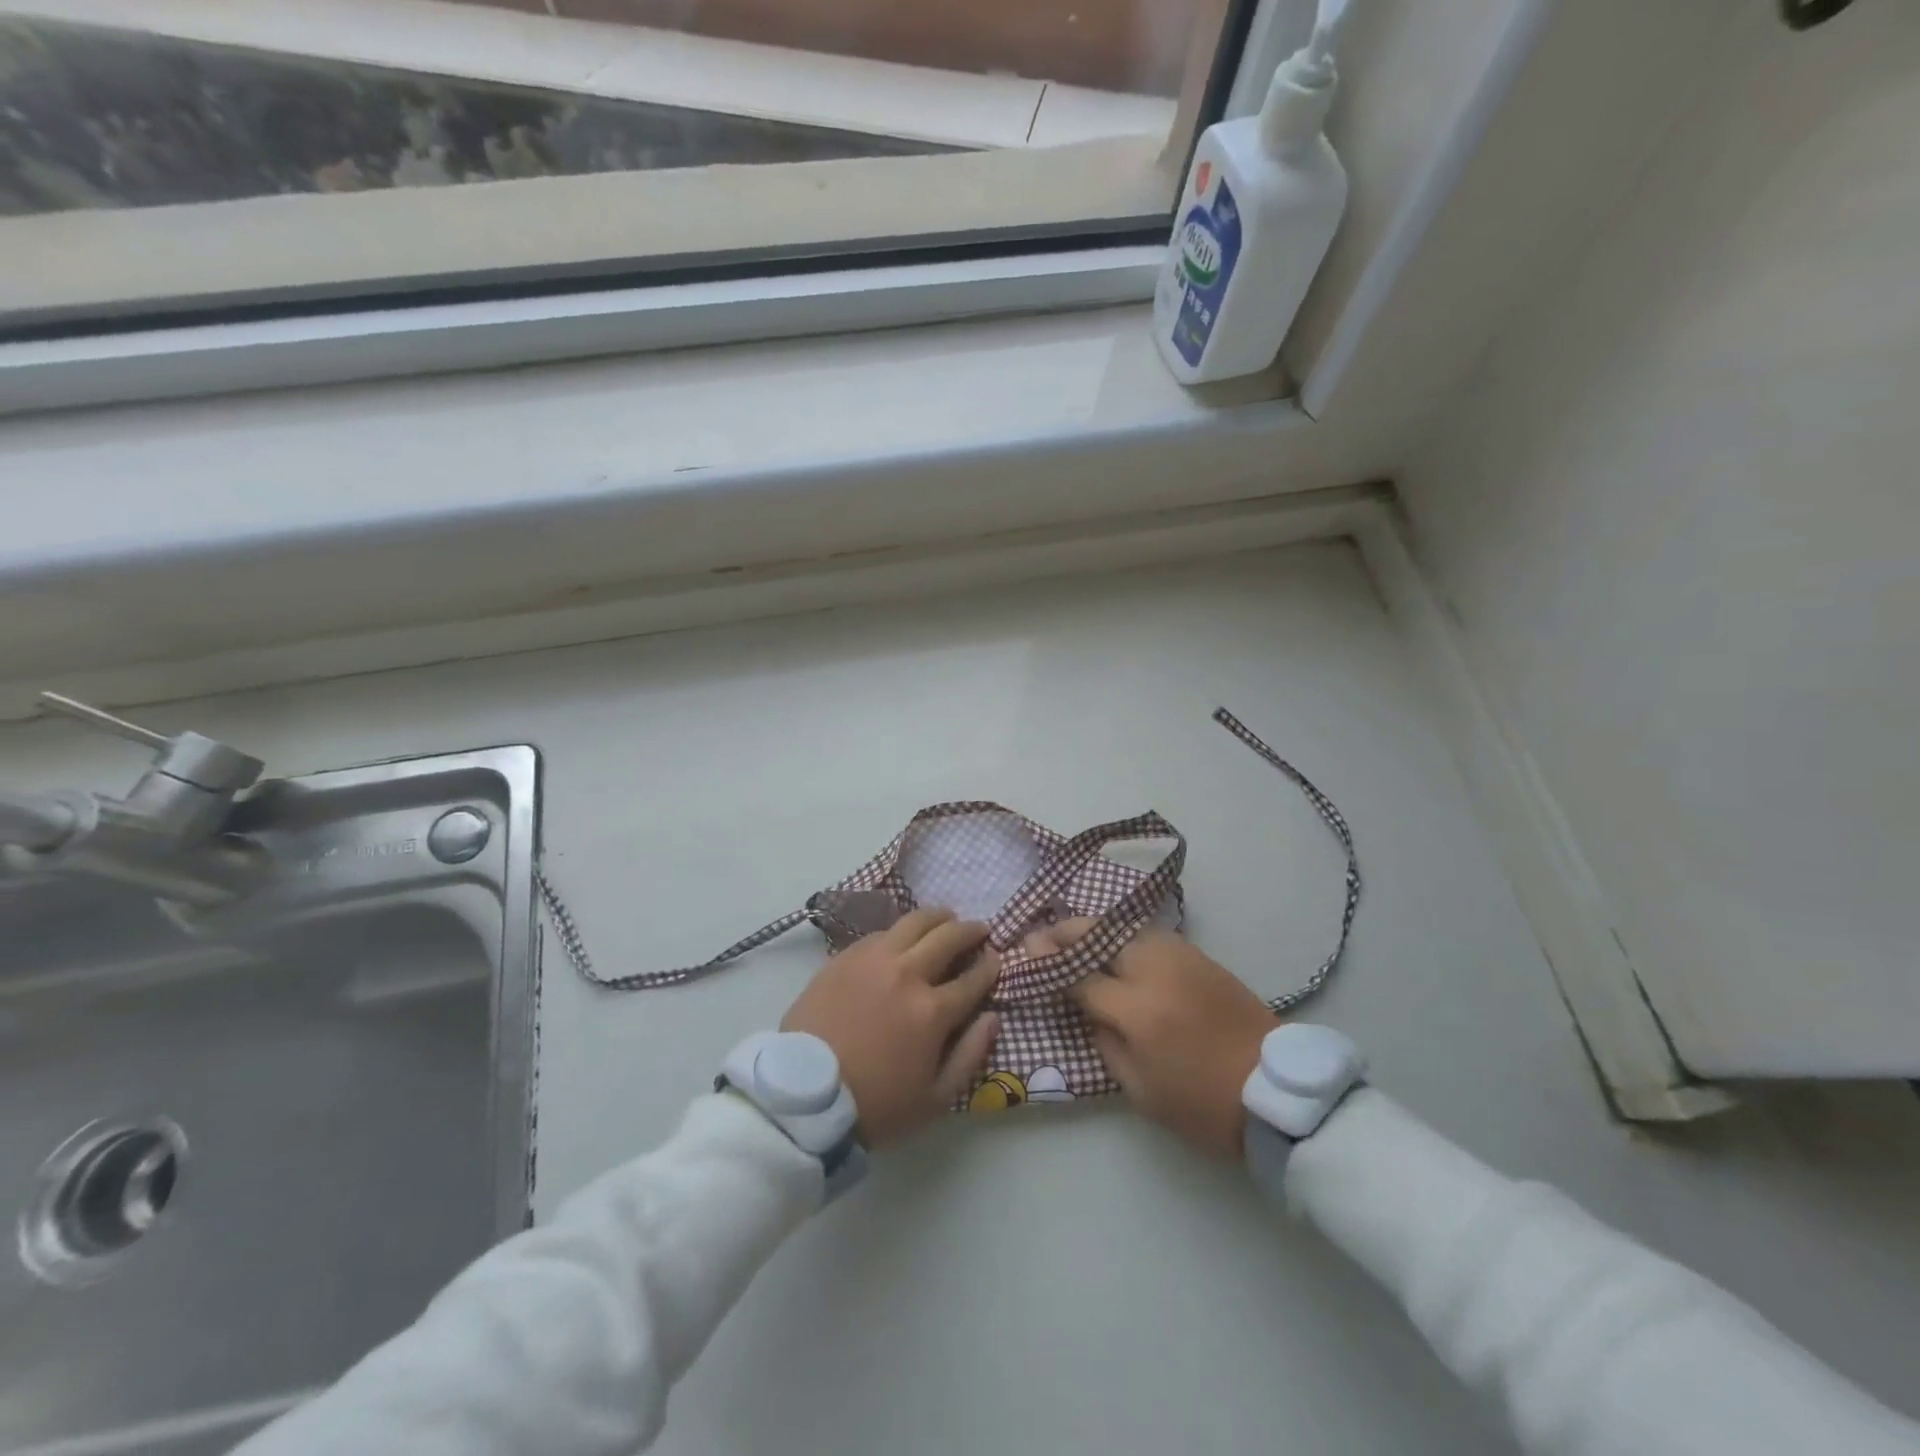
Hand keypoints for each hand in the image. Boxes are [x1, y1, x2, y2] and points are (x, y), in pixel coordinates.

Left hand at [782, 908, 1000, 1148]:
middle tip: (978, 930)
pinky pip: (880, 932)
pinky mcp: (846, 957)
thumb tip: (993, 1018)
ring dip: (937, 917)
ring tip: (945, 918)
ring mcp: (874, 960)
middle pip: (948, 937)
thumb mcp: (935, 1098)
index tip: (996, 958)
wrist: (805, 1096)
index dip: (990, 966)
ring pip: (914, 922)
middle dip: (970, 931)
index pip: (973, 978)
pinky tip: (902, 938)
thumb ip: (970, 1055)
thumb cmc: (875, 1104)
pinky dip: (900, 930)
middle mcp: (907, 974)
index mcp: (932, 1011)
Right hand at [1049, 922, 1273, 1157]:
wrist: (1275, 1092)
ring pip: (1126, 927)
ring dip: (1094, 928)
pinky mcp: (1200, 956)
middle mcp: (1155, 971)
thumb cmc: (1201, 1103)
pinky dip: (1124, 934)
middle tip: (1042, 934)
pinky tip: (1113, 943)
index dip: (1049, 964)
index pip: (1080, 976)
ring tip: (1073, 934)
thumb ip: (1104, 1041)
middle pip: (1100, 935)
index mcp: (1137, 1010)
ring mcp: (1180, 957)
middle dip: (1066, 931)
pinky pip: (1151, 934)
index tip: (1026, 953)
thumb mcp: (1139, 1089)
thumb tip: (1086, 1008)